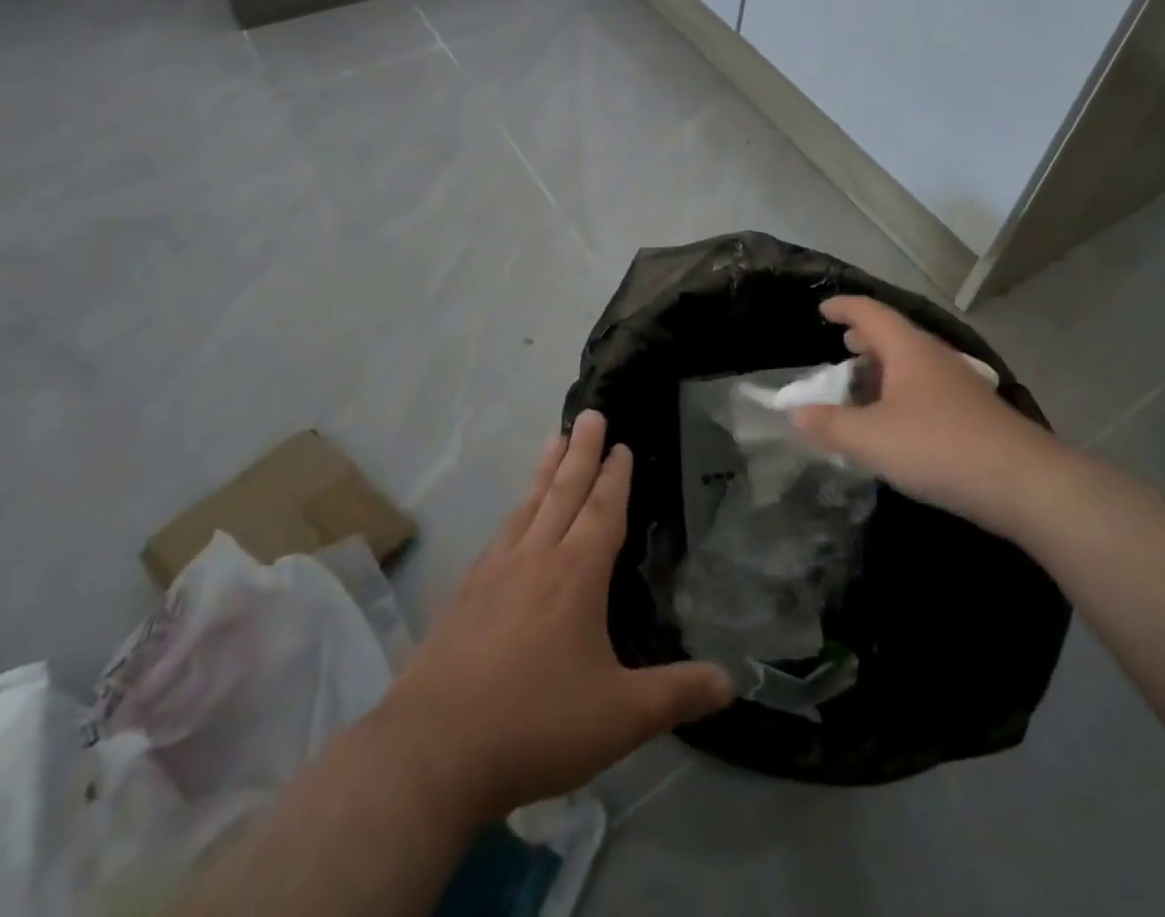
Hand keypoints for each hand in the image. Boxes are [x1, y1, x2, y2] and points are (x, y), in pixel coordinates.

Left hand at [372, 411, 732, 828]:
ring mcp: (494, 572)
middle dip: (581, 450)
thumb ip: (677, 695)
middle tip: (590, 412)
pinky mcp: (464, 593)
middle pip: (563, 491)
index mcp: (575, 574)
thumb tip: (732, 682)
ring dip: (546, 468)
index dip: (614, 476)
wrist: (432, 752)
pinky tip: (514, 516)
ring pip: (528, 504)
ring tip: (556, 438)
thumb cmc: (535, 725)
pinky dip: (516, 509)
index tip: (621, 443)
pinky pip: (501, 532)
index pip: (601, 510)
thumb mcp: (619, 717)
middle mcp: (535, 558)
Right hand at [790, 296, 1058, 525]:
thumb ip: (830, 425)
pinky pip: (926, 388)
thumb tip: (796, 413)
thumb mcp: (872, 439)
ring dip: (884, 367)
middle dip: (865, 338)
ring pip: (912, 363)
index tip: (823, 310)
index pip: (871, 312)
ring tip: (863, 384)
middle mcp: (934, 358)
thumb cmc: (939, 447)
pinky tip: (895, 421)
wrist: (1024, 483)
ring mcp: (958, 385)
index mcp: (908, 350)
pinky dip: (901, 392)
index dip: (844, 307)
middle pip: (894, 335)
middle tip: (842, 345)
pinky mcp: (972, 414)